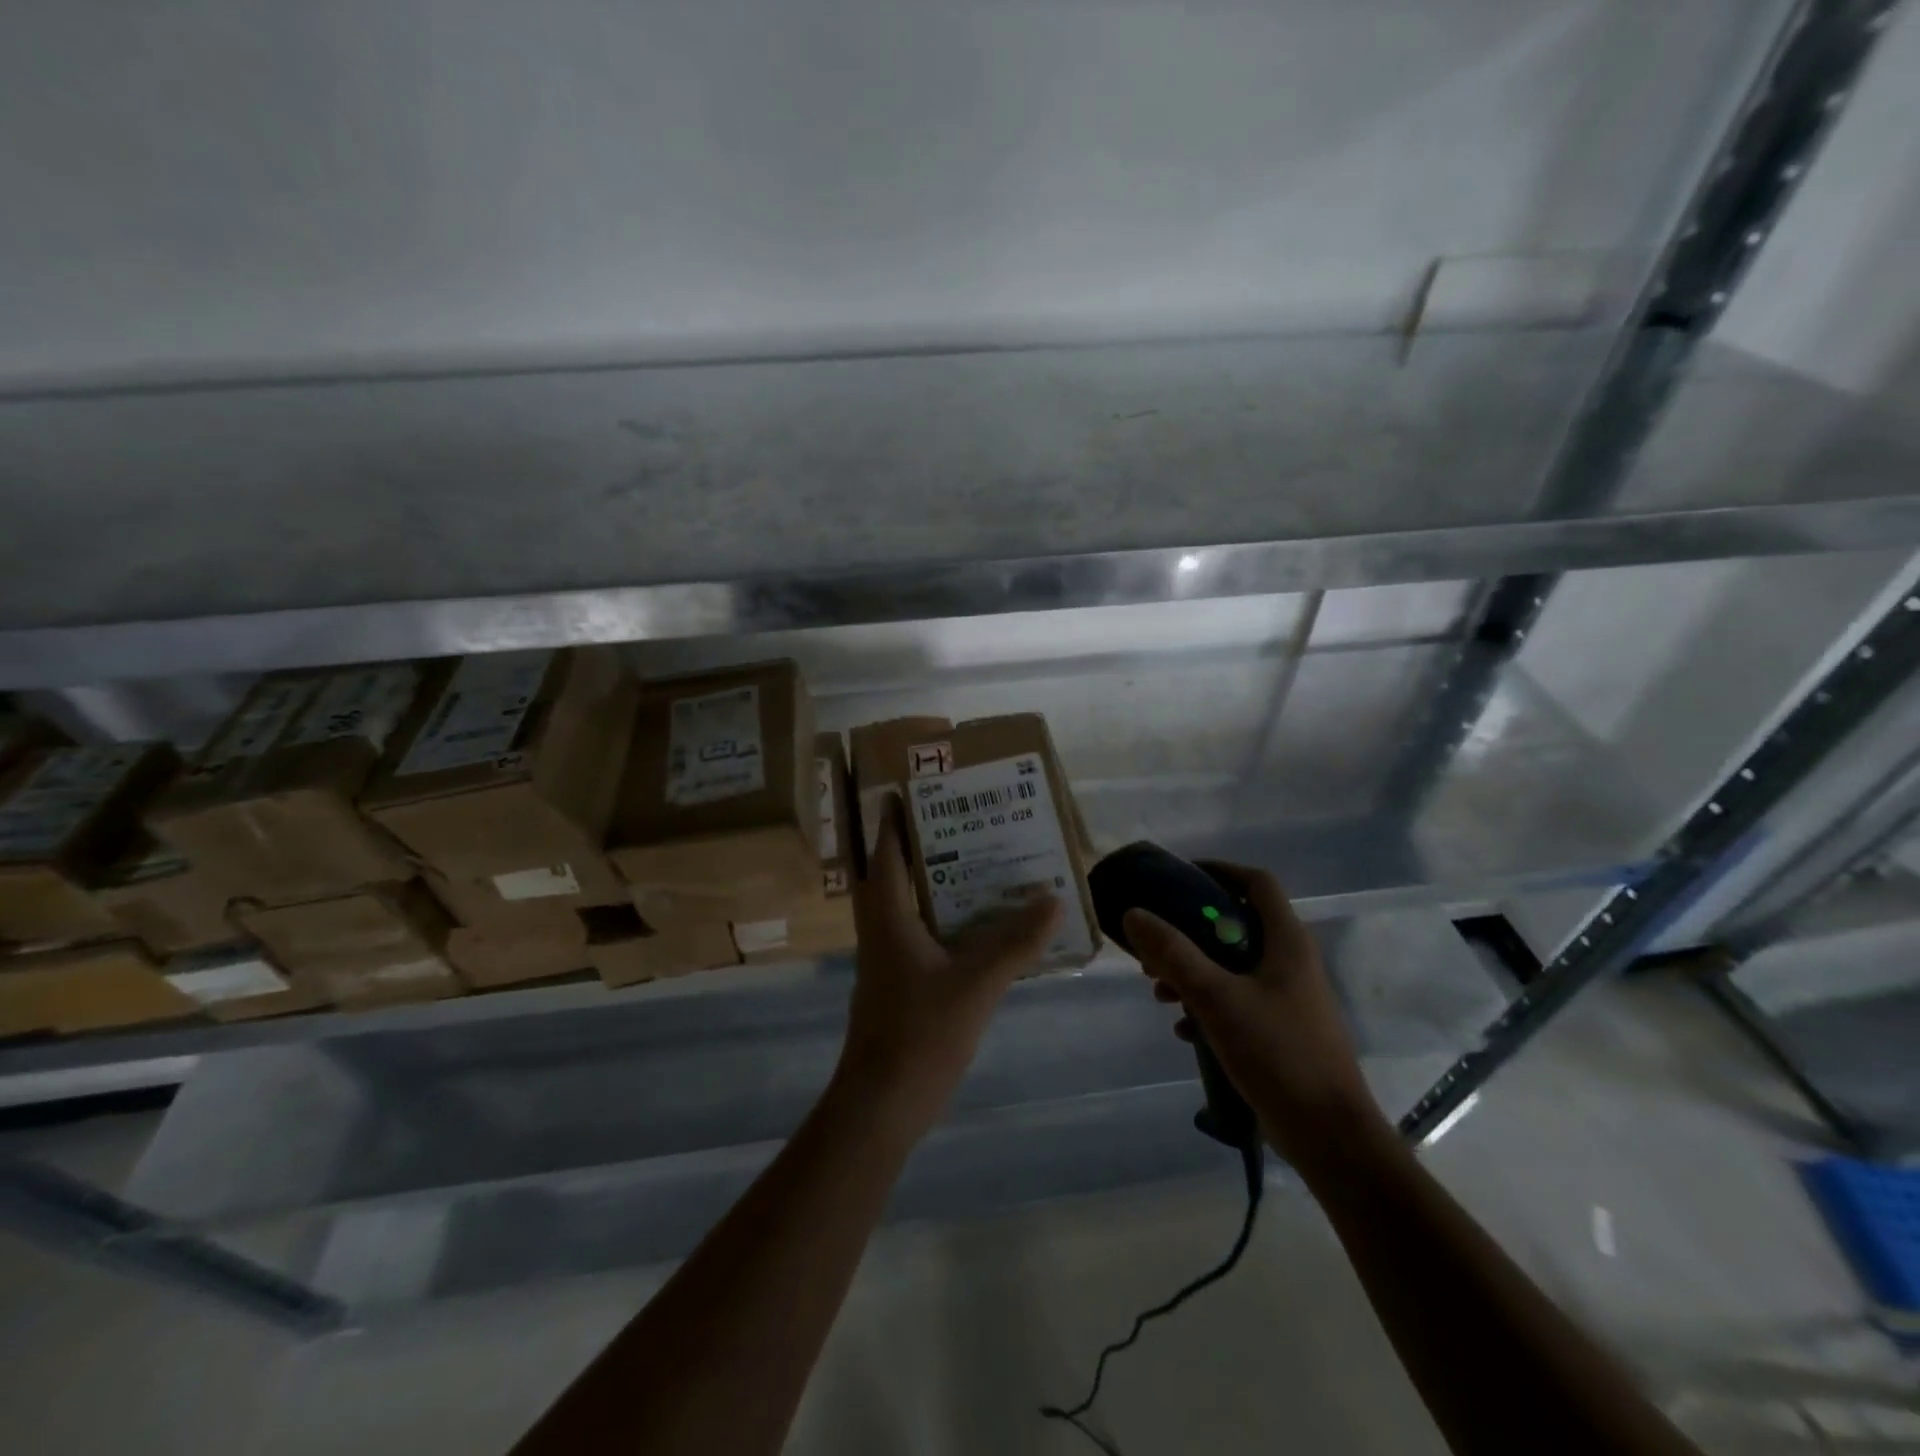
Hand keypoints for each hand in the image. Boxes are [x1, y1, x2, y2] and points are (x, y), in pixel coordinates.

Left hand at [836, 796, 1061, 1138]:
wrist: (883, 1103)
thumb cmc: (920, 1033)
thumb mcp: (976, 983)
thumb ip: (1016, 943)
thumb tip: (1054, 900)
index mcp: (887, 913)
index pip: (886, 849)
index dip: (897, 817)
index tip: (918, 787)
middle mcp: (883, 926)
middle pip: (900, 869)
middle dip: (930, 841)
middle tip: (970, 816)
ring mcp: (891, 955)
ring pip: (915, 902)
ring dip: (943, 879)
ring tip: (986, 856)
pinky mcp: (904, 980)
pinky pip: (928, 931)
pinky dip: (952, 916)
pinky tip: (988, 920)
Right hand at [1122, 863, 1384, 1169]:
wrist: (1330, 1137)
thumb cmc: (1278, 1054)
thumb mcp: (1216, 998)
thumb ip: (1174, 954)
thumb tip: (1134, 913)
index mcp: (1287, 942)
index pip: (1257, 882)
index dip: (1219, 870)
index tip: (1178, 879)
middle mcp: (1291, 962)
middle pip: (1237, 924)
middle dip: (1190, 931)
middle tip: (1155, 945)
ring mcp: (1289, 998)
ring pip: (1233, 965)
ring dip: (1193, 971)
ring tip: (1159, 992)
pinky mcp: (1282, 1030)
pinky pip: (1238, 1000)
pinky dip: (1208, 1004)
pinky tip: (1182, 1029)